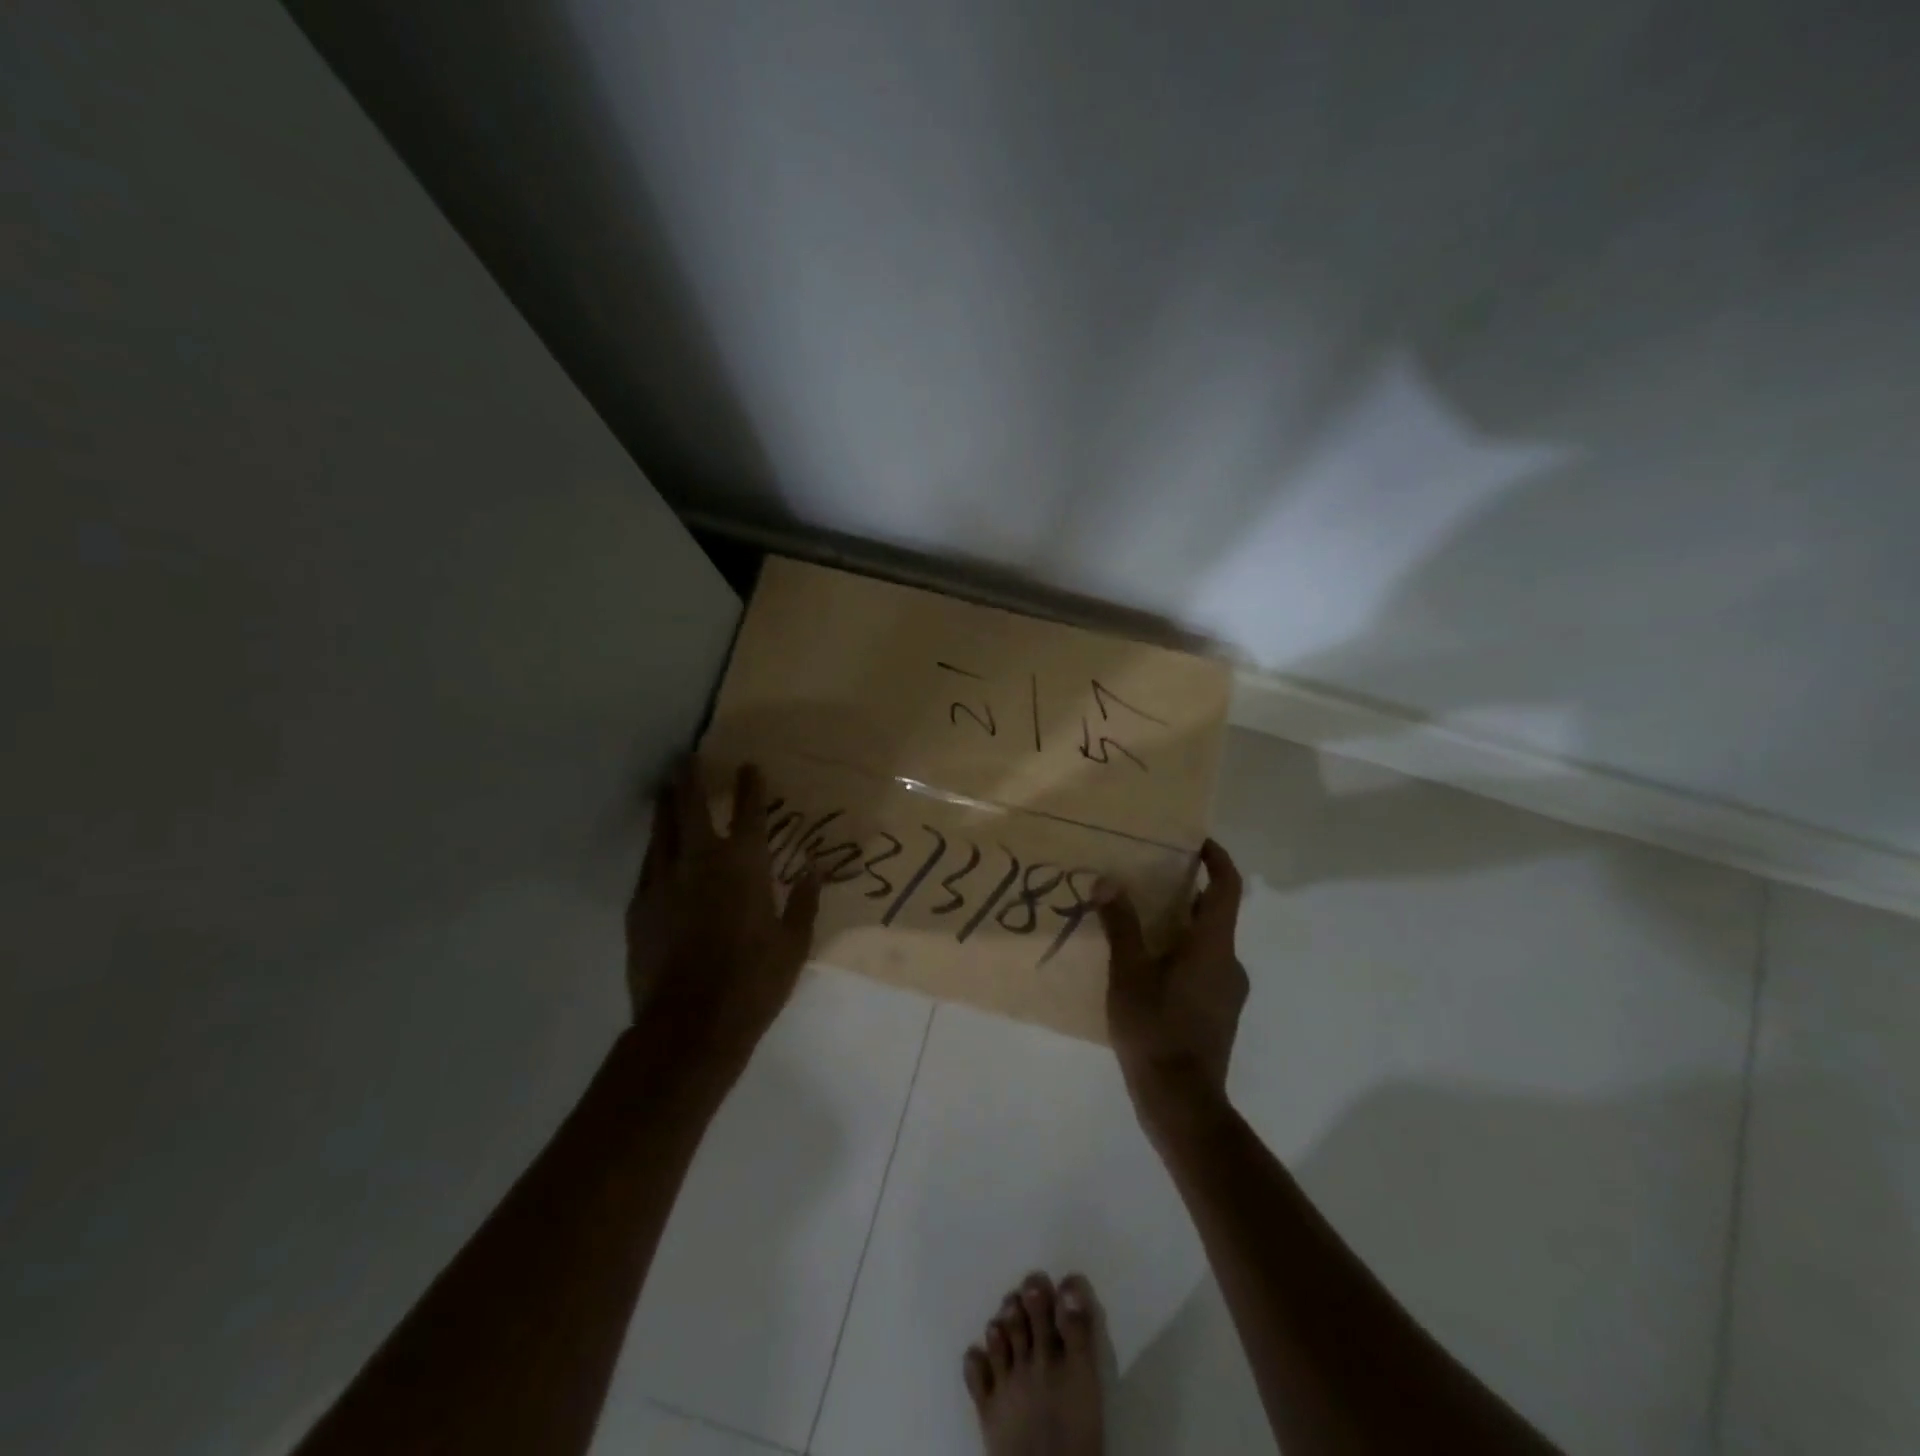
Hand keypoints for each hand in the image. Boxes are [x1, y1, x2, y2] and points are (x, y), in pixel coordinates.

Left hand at [624, 759, 820, 1082]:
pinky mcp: (639, 907)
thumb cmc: (753, 982)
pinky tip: (657, 852)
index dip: (750, 787)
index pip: (749, 814)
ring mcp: (663, 882)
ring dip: (666, 808)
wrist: (689, 1026)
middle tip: (687, 758)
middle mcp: (700, 862)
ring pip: (662, 832)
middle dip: (691, 779)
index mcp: (744, 866)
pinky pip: (648, 867)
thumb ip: (803, 903)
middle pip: (691, 808)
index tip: (749, 767)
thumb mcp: (793, 945)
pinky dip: (655, 851)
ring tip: (666, 790)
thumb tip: (815, 872)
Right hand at [1096, 839, 1248, 1133]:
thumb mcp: (1128, 974)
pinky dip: (1181, 954)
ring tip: (1140, 922)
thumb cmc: (1155, 1030)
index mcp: (1213, 946)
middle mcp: (1229, 963)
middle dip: (1187, 892)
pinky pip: (1204, 967)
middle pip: (1215, 914)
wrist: (1182, 1102)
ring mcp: (1228, 992)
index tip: (1195, 841)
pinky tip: (1147, 967)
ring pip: (1208, 943)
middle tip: (1150, 879)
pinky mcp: (1219, 1013)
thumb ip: (1120, 926)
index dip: (1216, 859)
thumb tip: (1108, 882)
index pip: (1226, 888)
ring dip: (1181, 926)